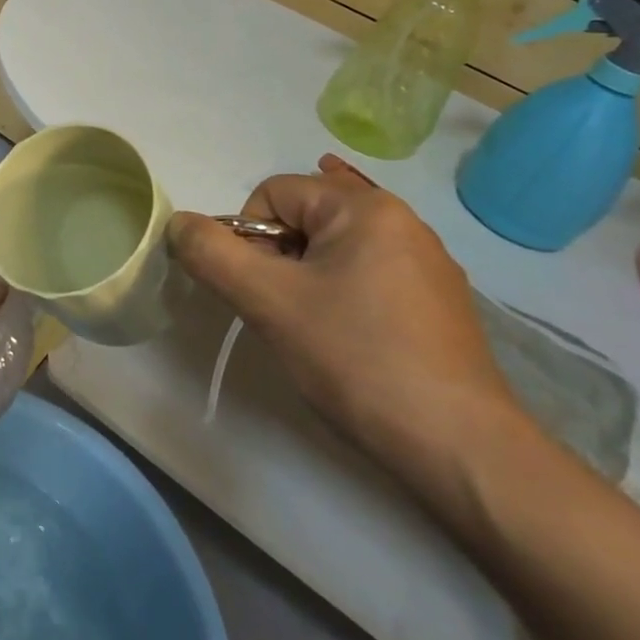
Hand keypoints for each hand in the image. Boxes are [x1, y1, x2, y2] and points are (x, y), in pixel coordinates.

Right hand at [168, 156, 519, 480]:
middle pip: (307, 214)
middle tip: (281, 307)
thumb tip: (180, 223)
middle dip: (279, 253)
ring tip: (312, 321)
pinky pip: (371, 272)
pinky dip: (345, 286)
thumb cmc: (357, 359)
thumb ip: (213, 254)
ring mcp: (427, 262)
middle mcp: (402, 220)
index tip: (257, 290)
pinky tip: (346, 320)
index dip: (248, 236)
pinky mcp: (438, 302)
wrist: (460, 447)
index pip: (273, 192)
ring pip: (338, 246)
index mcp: (364, 207)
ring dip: (310, 272)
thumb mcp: (269, 302)